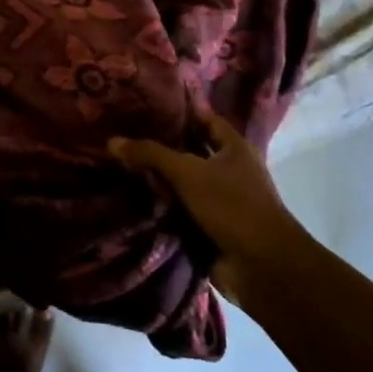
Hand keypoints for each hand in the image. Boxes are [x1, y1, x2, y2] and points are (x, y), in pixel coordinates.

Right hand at [109, 115, 304, 292]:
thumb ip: (151, 155)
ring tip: (120, 162)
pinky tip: (132, 196)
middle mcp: (229, 169)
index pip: (205, 119)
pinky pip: (181, 208)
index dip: (180, 111)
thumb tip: (112, 141)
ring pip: (183, 181)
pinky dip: (162, 205)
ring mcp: (220, 199)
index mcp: (234, 148)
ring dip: (159, 178)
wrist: (260, 265)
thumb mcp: (188, 173)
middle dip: (162, 146)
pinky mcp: (210, 225)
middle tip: (124, 134)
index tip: (146, 105)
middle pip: (191, 150)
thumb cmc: (231, 206)